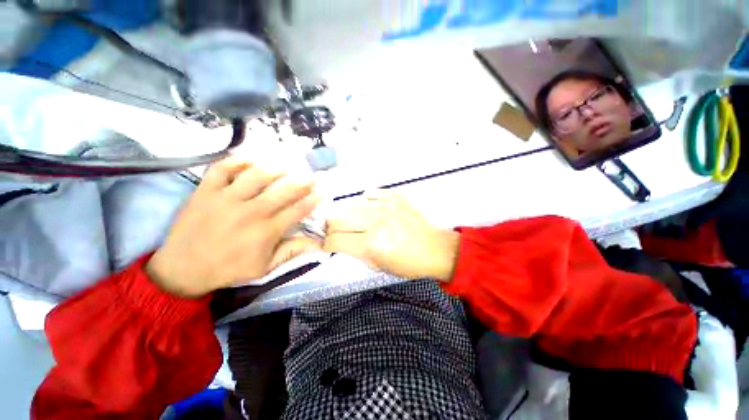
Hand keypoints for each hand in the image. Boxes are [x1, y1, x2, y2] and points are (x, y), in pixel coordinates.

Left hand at [146, 158, 319, 297]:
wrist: (183, 269)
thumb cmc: (229, 269)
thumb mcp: (265, 268)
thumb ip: (291, 252)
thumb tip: (317, 243)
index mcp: (267, 231)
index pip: (298, 210)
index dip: (313, 199)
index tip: (322, 191)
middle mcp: (251, 211)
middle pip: (284, 190)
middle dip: (302, 181)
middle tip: (310, 176)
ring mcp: (226, 198)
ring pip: (257, 175)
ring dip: (277, 168)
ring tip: (287, 165)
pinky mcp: (205, 191)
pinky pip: (223, 168)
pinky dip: (238, 160)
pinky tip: (251, 159)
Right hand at [324, 190, 458, 280]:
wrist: (435, 248)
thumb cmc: (408, 264)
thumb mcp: (378, 266)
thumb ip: (356, 252)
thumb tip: (340, 242)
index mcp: (371, 244)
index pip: (335, 239)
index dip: (326, 243)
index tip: (327, 244)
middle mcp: (375, 222)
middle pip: (336, 218)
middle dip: (331, 228)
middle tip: (337, 232)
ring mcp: (385, 206)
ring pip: (350, 205)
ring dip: (348, 216)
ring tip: (356, 223)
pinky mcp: (394, 196)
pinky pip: (370, 194)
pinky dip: (366, 203)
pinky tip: (373, 211)